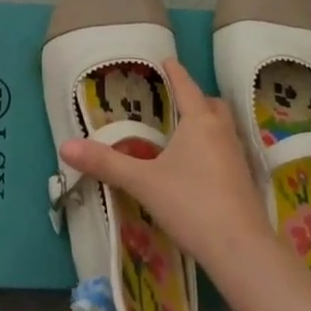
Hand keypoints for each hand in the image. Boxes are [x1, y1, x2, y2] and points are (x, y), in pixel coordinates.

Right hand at [58, 59, 270, 272]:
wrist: (241, 250)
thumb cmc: (190, 204)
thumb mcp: (143, 182)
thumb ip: (106, 163)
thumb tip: (65, 146)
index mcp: (199, 122)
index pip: (186, 87)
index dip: (175, 72)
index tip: (167, 60)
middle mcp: (222, 133)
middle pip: (212, 105)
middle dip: (196, 98)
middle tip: (176, 101)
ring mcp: (238, 158)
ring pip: (223, 128)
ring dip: (207, 123)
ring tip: (185, 133)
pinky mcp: (245, 182)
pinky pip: (228, 151)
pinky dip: (214, 148)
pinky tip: (200, 167)